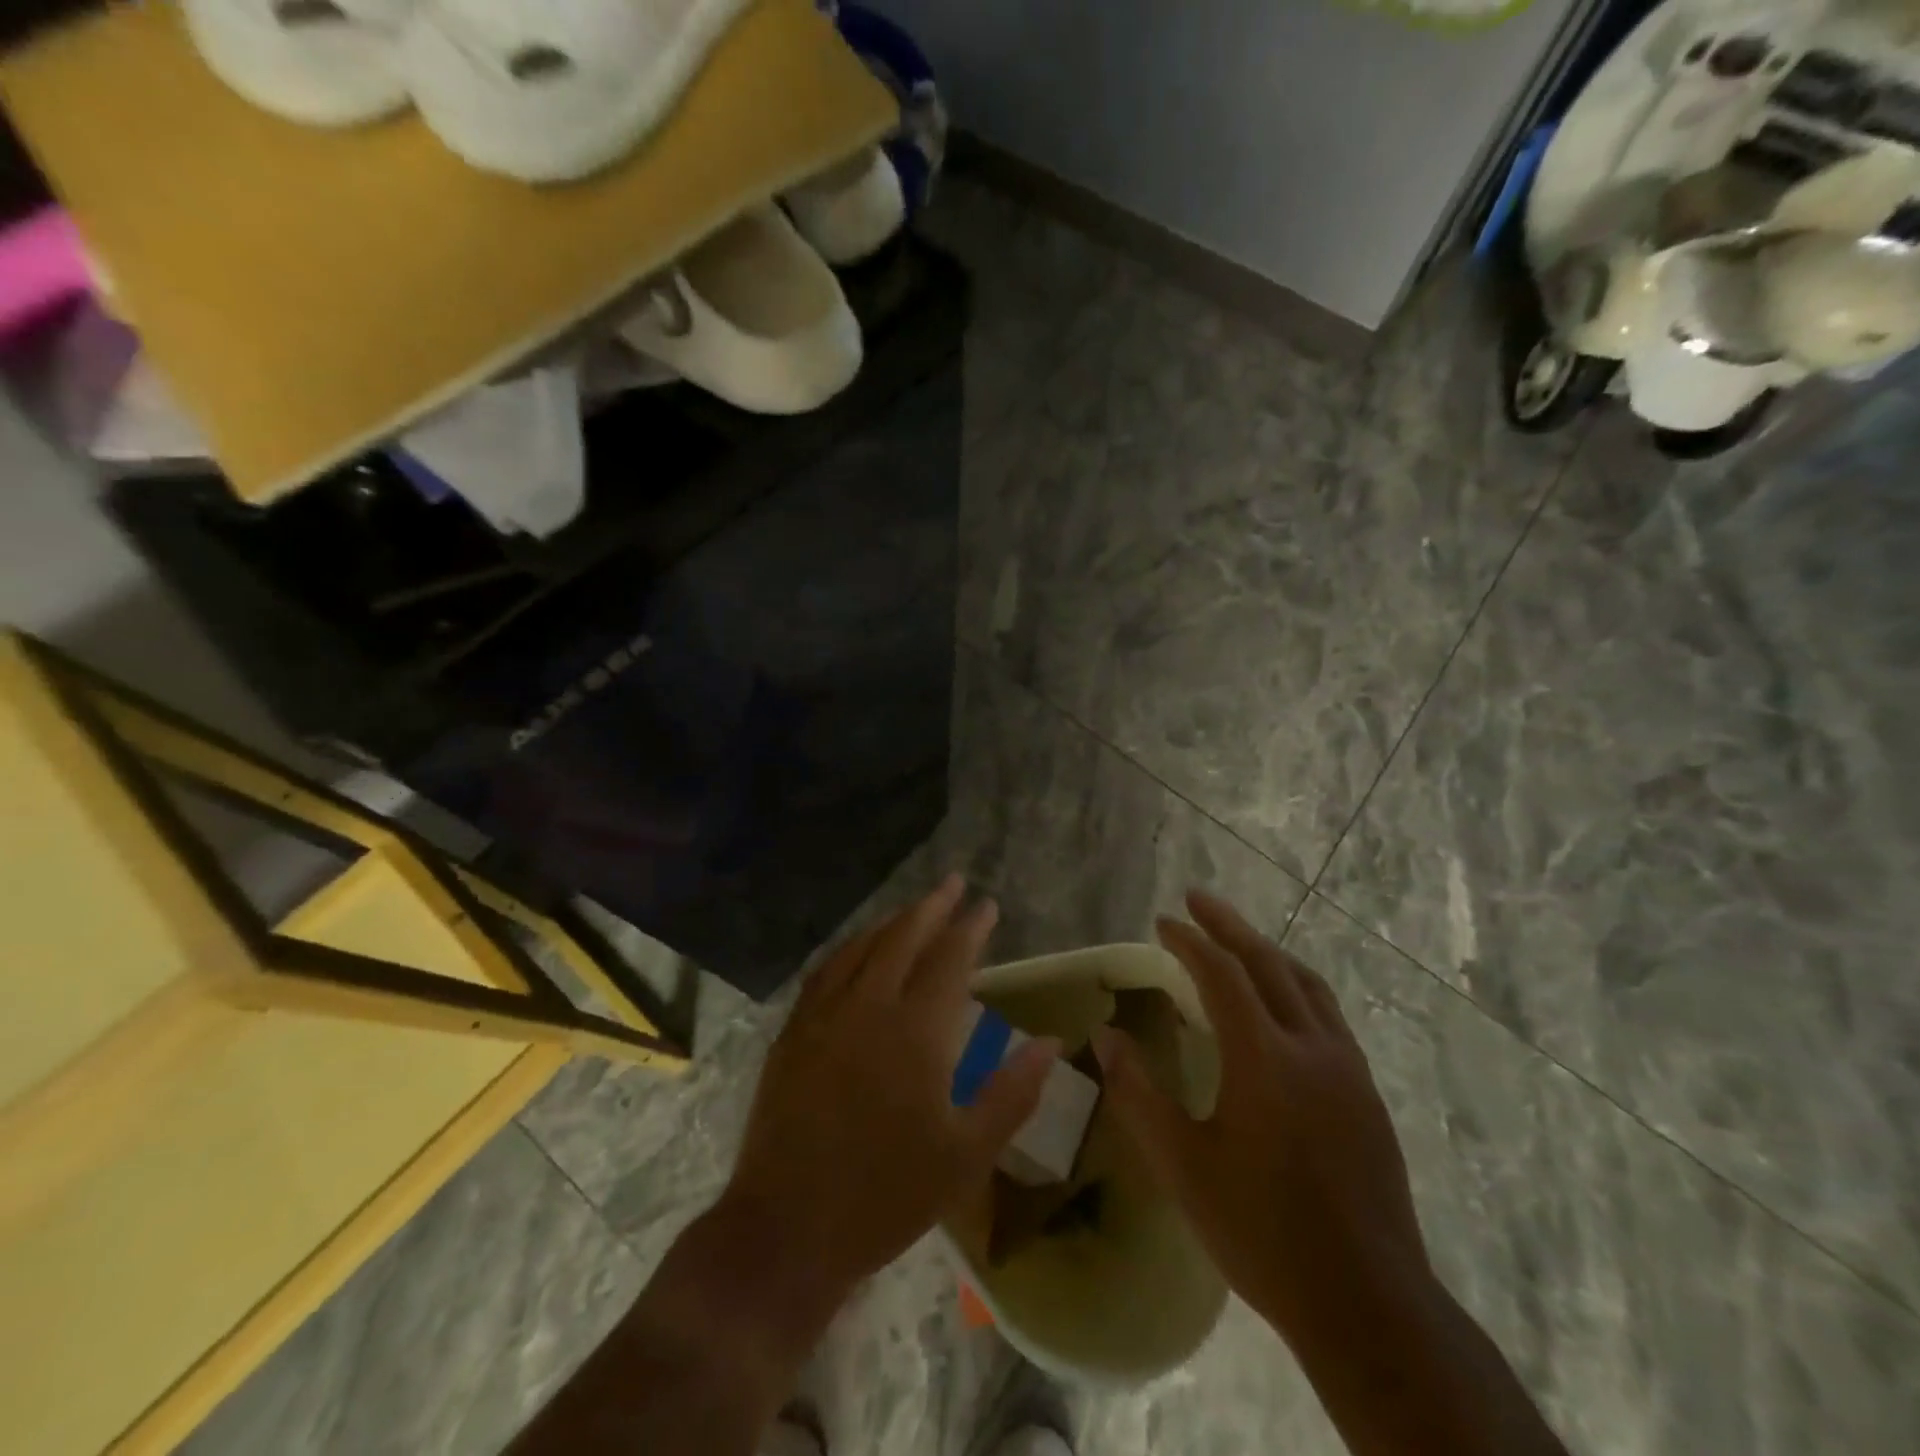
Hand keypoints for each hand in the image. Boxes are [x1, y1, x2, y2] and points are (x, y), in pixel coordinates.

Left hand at [724, 874, 1059, 1299]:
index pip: (949, 960)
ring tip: (914, 908)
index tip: (987, 906)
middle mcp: (867, 1008)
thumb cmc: (886, 1196)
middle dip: (932, 907)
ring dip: (891, 922)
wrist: (787, 1230)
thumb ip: (1012, 1093)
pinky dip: (851, 948)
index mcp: (915, 1033)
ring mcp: (823, 1016)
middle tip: (953, 883)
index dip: (970, 929)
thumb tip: (1051, 1042)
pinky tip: (858, 950)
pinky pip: (826, 971)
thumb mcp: (966, 1155)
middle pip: (902, 939)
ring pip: (861, 948)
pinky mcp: (793, 1033)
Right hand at [1091, 889, 1431, 1339]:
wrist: (1368, 1303)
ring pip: (1306, 984)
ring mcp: (1347, 1068)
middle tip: (1197, 899)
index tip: (1161, 922)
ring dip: (1267, 951)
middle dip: (1228, 926)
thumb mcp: (1183, 1165)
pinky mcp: (1365, 1093)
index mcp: (1264, 1059)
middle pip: (1268, 963)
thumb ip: (1139, 1093)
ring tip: (1236, 939)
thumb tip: (1107, 1036)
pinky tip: (1280, 1004)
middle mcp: (1311, 1047)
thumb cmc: (1262, 1231)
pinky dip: (1294, 986)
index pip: (1222, 974)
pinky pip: (1327, 1014)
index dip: (1188, 941)